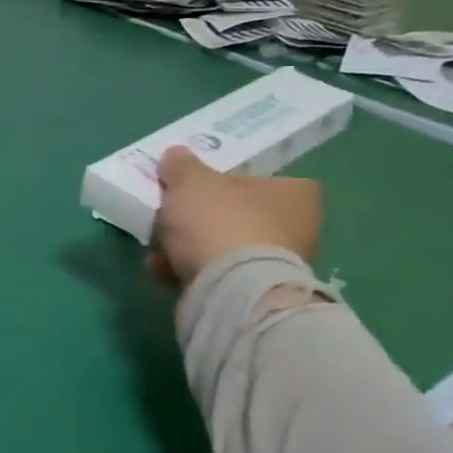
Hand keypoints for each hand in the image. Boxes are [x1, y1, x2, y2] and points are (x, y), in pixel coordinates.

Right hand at [148, 146, 321, 288]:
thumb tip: (176, 156)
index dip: (227, 179)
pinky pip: (215, 275)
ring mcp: (275, 268)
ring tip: (157, 246)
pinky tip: (161, 269)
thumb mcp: (191, 180)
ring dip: (188, 245)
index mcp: (295, 195)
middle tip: (170, 213)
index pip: (262, 178)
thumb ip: (182, 166)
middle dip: (200, 216)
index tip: (195, 184)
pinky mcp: (251, 296)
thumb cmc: (219, 222)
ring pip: (222, 247)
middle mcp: (295, 230)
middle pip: (237, 214)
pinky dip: (188, 271)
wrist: (228, 292)